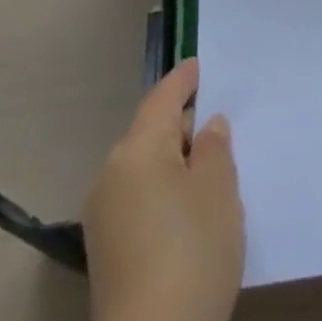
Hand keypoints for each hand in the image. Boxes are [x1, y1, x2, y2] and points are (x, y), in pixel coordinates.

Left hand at [83, 59, 244, 320]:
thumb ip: (214, 149)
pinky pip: (137, 200)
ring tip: (207, 172)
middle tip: (215, 127)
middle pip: (149, 133)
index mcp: (137, 150)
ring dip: (171, 164)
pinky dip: (161, 193)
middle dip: (180, 127)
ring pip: (143, 169)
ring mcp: (102, 218)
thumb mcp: (219, 191)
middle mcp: (110, 175)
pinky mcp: (104, 255)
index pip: (162, 98)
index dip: (183, 80)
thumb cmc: (192, 255)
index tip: (198, 65)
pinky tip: (186, 213)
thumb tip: (205, 128)